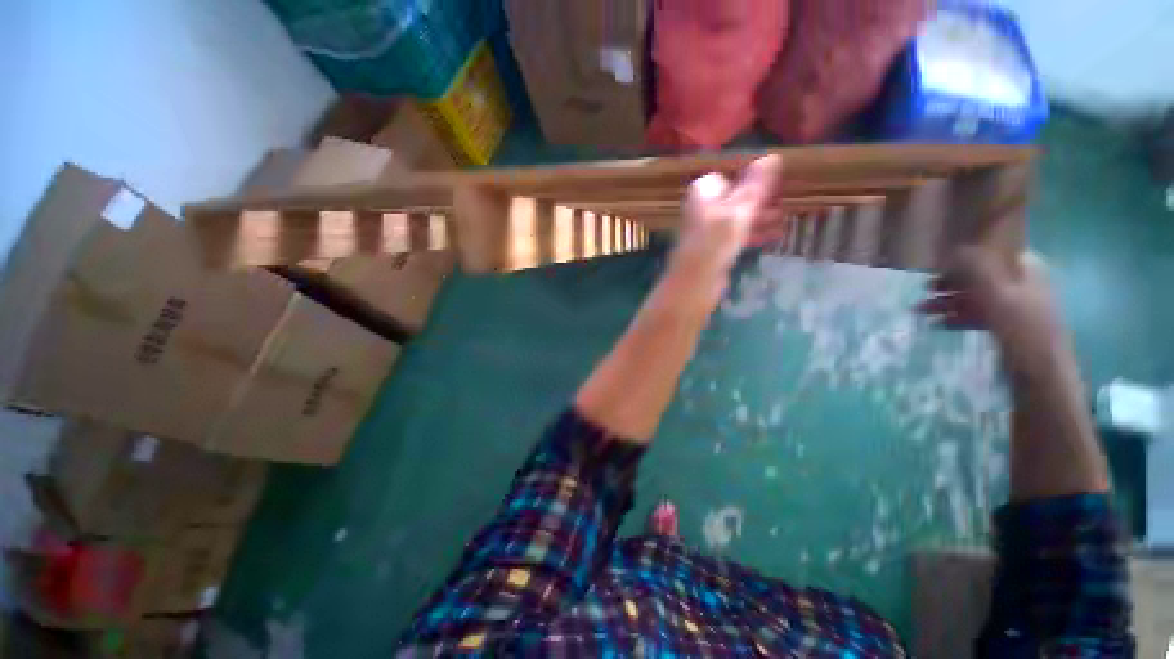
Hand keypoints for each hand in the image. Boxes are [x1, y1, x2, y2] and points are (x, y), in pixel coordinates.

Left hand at [663, 156, 783, 310]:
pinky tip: (775, 236)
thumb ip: (755, 186)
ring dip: (760, 217)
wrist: (694, 283)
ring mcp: (707, 230)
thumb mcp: (739, 211)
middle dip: (760, 200)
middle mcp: (702, 208)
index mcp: (702, 192)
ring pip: (738, 218)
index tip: (776, 183)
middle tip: (787, 201)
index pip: (729, 176)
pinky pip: (736, 236)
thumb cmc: (714, 242)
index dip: (751, 180)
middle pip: (736, 198)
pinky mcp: (713, 248)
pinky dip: (753, 234)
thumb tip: (773, 157)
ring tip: (786, 218)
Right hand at [918, 247, 1068, 377]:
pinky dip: (958, 317)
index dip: (962, 259)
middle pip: (978, 277)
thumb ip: (976, 270)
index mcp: (1025, 268)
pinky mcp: (1006, 324)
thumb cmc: (1021, 329)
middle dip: (949, 285)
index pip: (989, 253)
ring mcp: (1014, 304)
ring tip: (921, 312)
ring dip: (948, 303)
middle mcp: (1021, 282)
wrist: (1041, 372)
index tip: (937, 267)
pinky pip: (978, 315)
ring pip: (975, 297)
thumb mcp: (997, 295)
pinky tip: (938, 324)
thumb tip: (954, 248)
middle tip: (923, 292)